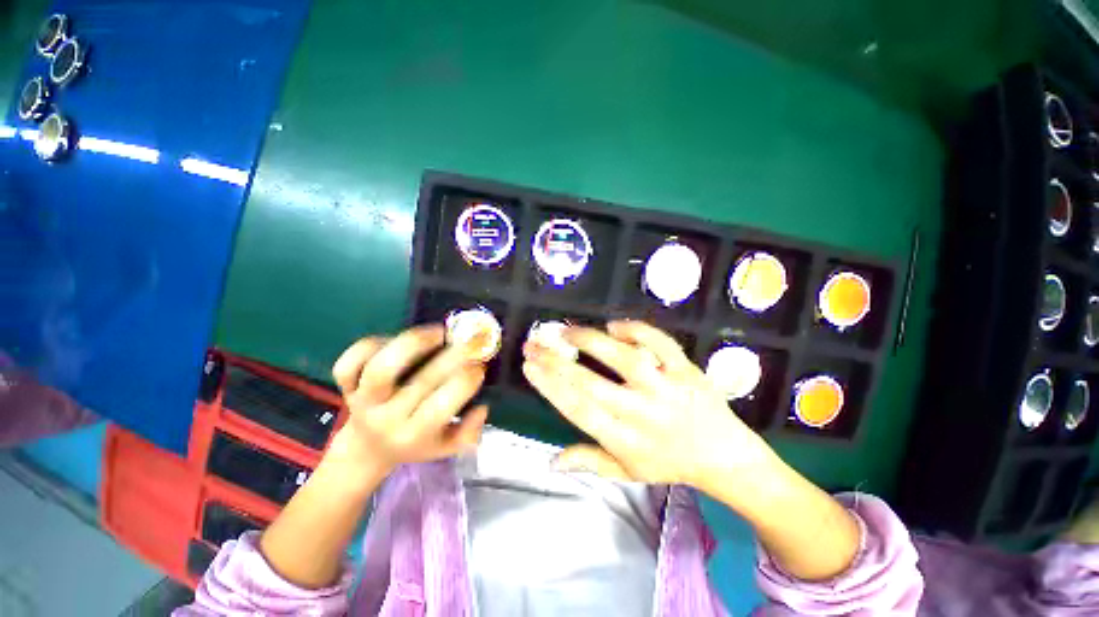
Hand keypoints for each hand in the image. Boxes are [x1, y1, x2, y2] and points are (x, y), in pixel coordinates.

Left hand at [330, 324, 489, 474]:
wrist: (368, 448)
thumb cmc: (415, 443)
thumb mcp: (446, 448)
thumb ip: (468, 433)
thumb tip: (482, 407)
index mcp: (414, 435)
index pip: (443, 406)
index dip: (467, 380)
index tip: (480, 366)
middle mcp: (387, 419)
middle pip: (421, 382)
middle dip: (454, 356)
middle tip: (470, 340)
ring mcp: (362, 400)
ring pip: (381, 368)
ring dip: (414, 343)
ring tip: (439, 332)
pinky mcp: (345, 386)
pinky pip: (350, 361)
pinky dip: (372, 344)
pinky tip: (397, 340)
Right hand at [521, 320, 777, 490]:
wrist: (724, 455)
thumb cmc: (670, 464)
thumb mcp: (628, 472)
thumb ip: (589, 463)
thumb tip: (551, 461)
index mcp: (625, 440)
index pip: (578, 410)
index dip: (550, 386)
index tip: (529, 366)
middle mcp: (642, 413)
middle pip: (592, 383)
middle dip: (556, 361)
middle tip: (535, 343)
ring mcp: (667, 387)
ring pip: (624, 358)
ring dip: (591, 341)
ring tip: (567, 331)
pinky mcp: (686, 369)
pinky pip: (660, 343)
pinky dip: (636, 330)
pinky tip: (614, 326)